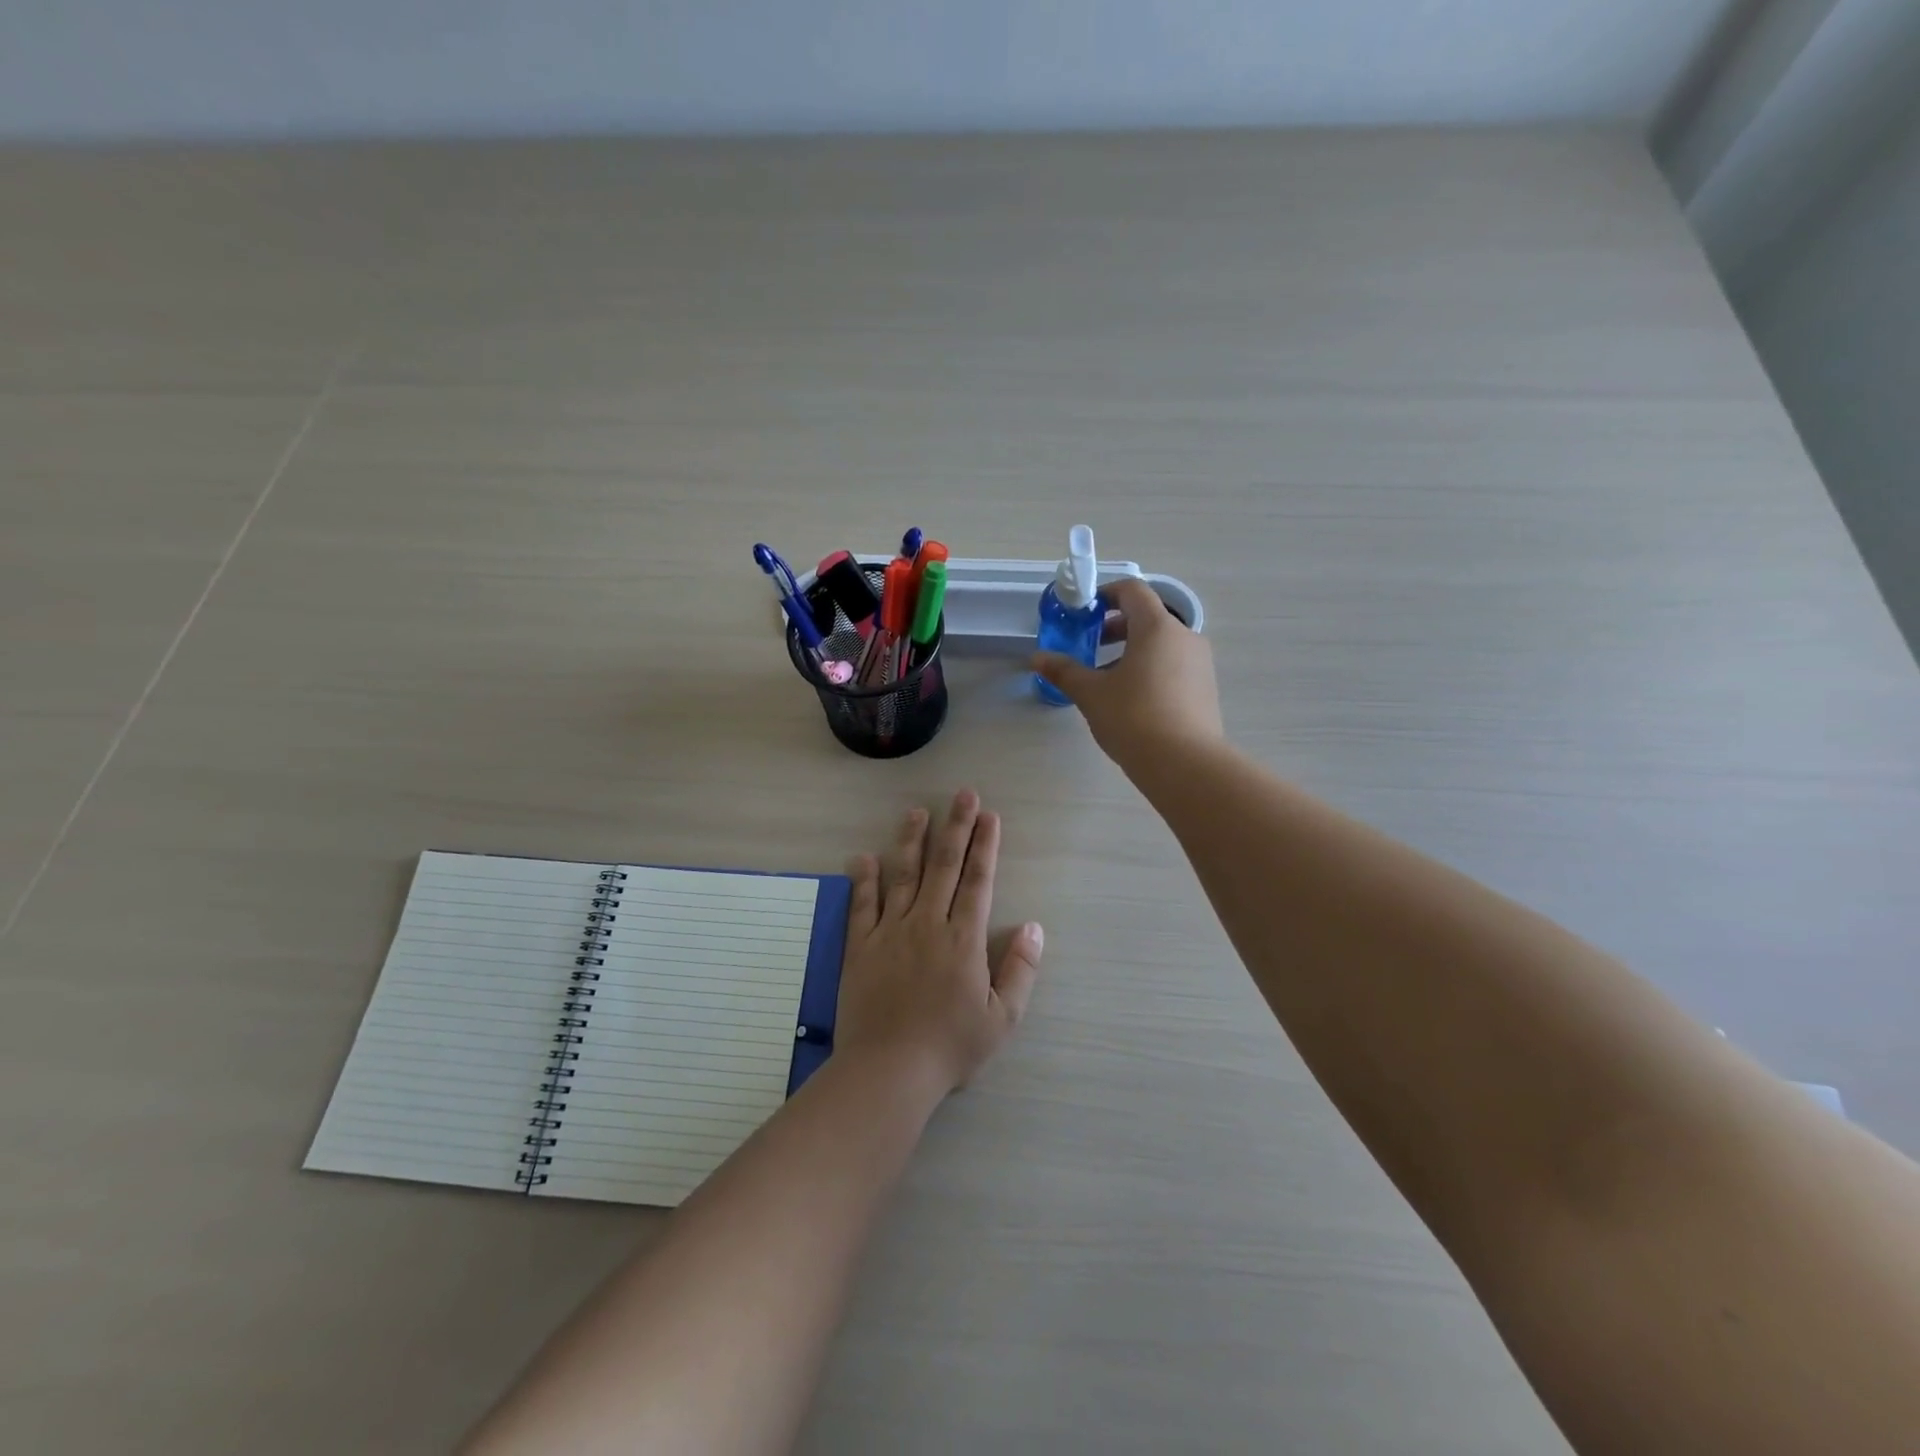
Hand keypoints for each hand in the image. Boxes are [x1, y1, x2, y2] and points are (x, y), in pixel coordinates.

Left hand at [836, 791, 1044, 1096]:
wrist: (889, 1069)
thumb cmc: (951, 1046)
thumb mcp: (1002, 1018)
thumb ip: (1020, 970)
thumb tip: (1034, 927)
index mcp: (964, 938)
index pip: (978, 880)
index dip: (985, 845)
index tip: (989, 816)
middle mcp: (928, 923)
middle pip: (944, 866)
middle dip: (956, 827)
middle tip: (963, 794)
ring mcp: (890, 931)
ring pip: (903, 875)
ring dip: (911, 840)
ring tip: (917, 811)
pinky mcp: (861, 946)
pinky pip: (863, 905)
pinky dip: (864, 879)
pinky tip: (863, 857)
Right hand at [1032, 577, 1223, 768]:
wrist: (1184, 764)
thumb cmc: (1133, 718)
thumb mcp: (1091, 693)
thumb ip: (1064, 671)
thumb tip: (1037, 658)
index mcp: (1157, 627)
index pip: (1133, 591)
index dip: (1106, 594)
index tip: (1084, 612)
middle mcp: (1185, 637)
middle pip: (1148, 617)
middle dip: (1116, 626)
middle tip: (1091, 646)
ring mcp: (1200, 663)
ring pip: (1162, 644)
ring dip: (1133, 650)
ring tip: (1107, 678)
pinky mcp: (1205, 689)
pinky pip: (1174, 665)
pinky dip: (1151, 668)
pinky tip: (1132, 700)